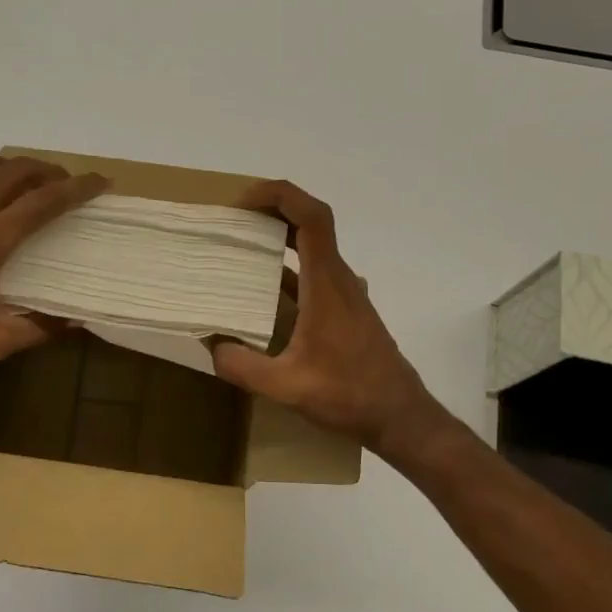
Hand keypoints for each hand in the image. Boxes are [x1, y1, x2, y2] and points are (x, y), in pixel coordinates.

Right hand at [209, 180, 447, 456]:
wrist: (400, 417)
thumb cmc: (349, 395)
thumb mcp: (286, 387)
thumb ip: (243, 366)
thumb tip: (211, 344)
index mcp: (327, 285)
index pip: (312, 218)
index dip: (281, 195)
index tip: (245, 200)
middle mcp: (339, 280)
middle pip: (312, 225)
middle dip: (274, 211)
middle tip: (235, 220)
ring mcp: (347, 296)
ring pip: (315, 250)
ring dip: (282, 239)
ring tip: (243, 248)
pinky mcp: (347, 312)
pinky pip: (316, 275)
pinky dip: (290, 270)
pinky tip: (265, 293)